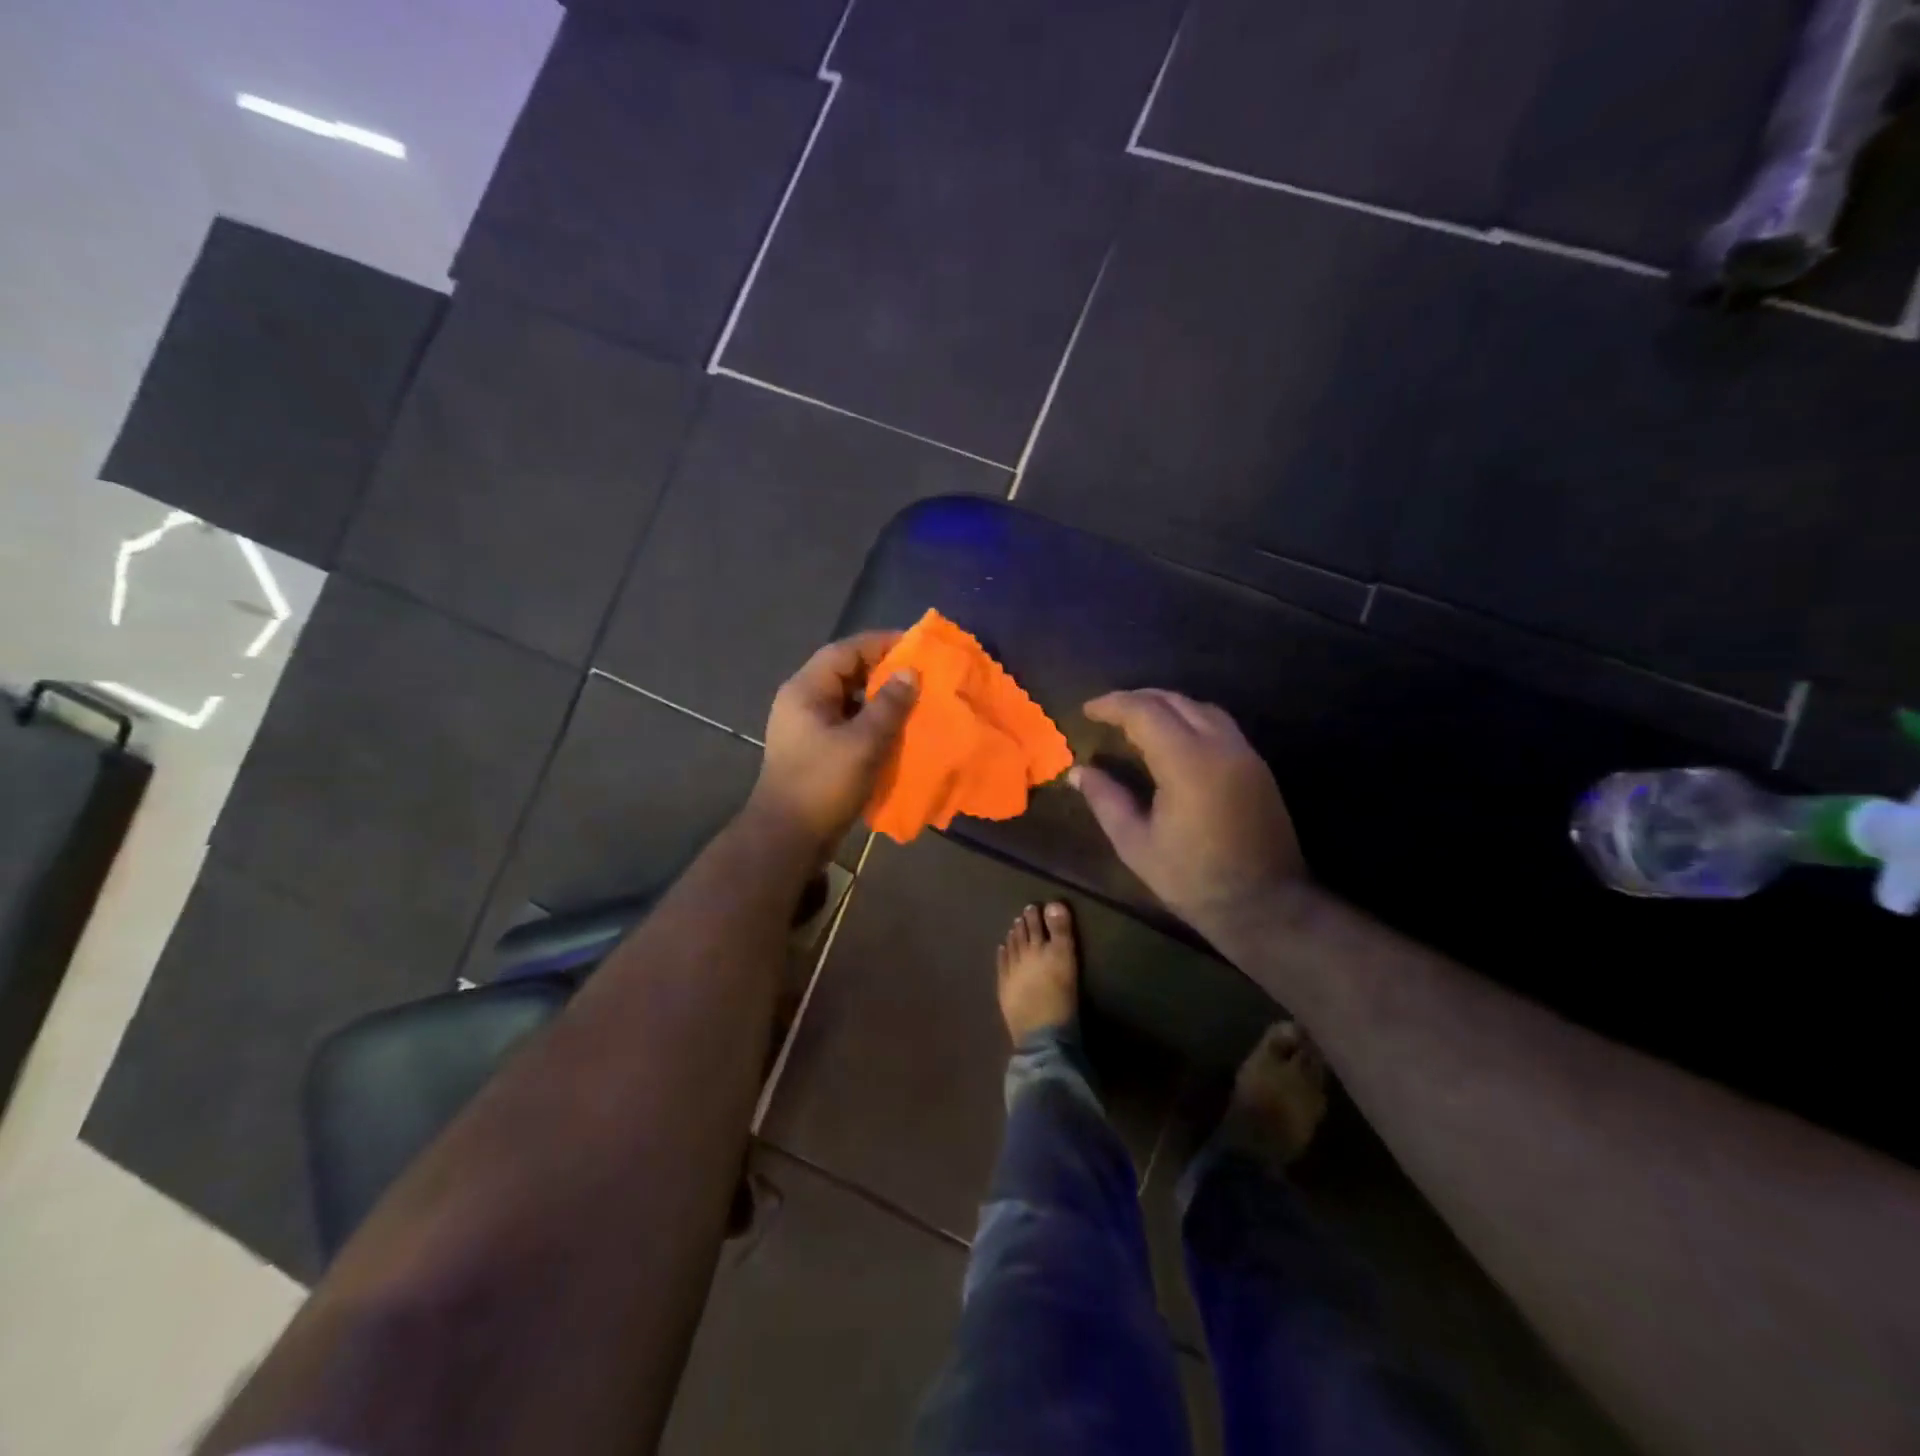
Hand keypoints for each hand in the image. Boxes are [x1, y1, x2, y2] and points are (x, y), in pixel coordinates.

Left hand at [747, 632, 917, 853]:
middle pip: (846, 673)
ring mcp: (806, 727)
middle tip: (921, 675)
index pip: (845, 651)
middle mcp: (802, 702)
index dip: (880, 643)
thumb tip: (911, 672)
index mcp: (805, 690)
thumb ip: (889, 705)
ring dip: (879, 699)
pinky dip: (871, 723)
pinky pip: (847, 724)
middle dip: (883, 672)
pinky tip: (895, 731)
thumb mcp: (863, 742)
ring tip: (914, 701)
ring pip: (849, 700)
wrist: (788, 838)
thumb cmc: (823, 784)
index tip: (915, 645)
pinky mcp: (814, 750)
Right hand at [1073, 690, 1306, 937]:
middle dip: (1137, 699)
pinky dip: (1189, 719)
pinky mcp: (1257, 767)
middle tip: (1107, 712)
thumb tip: (1078, 772)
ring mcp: (1244, 754)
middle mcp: (1220, 746)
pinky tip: (1172, 738)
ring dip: (1166, 705)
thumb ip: (1106, 800)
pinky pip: (1219, 725)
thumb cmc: (1193, 880)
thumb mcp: (1135, 844)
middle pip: (1175, 701)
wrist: (1265, 906)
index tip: (1087, 710)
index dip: (1112, 705)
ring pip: (1201, 708)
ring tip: (1137, 719)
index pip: (1145, 712)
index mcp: (1187, 763)